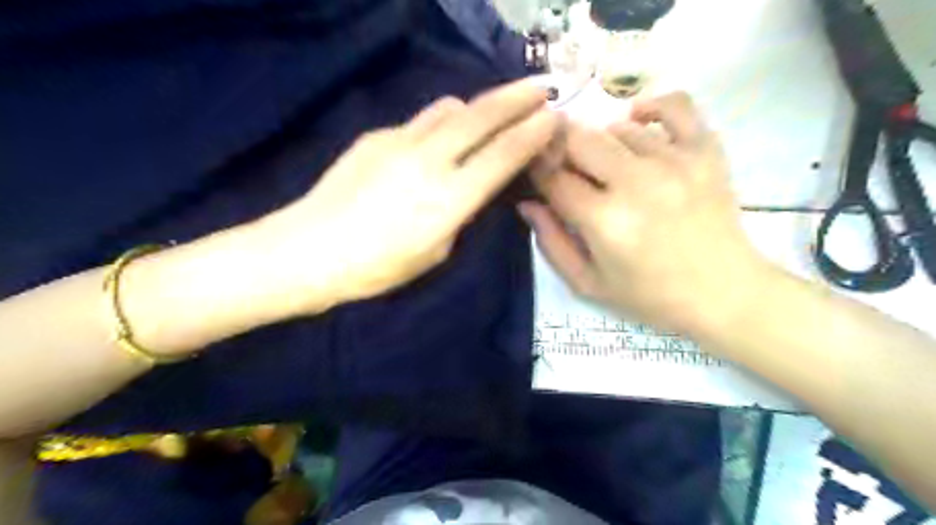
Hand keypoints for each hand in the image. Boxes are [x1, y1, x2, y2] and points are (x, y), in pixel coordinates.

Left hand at [267, 77, 557, 307]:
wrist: (310, 249)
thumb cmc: (378, 267)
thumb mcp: (436, 252)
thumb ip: (460, 213)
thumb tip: (471, 185)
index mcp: (450, 198)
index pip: (503, 154)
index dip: (533, 132)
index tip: (553, 116)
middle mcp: (430, 160)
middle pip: (482, 115)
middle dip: (518, 97)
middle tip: (541, 87)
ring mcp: (400, 141)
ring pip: (450, 108)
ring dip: (477, 107)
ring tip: (490, 112)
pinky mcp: (376, 135)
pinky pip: (420, 122)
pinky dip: (440, 124)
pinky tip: (436, 142)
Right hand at [518, 90, 767, 336]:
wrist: (723, 293)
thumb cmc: (649, 296)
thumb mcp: (587, 284)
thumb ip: (551, 243)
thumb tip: (528, 203)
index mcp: (604, 221)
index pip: (552, 177)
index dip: (536, 170)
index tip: (535, 172)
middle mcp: (636, 182)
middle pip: (578, 139)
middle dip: (560, 148)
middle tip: (566, 166)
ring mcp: (675, 161)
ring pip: (617, 126)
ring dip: (601, 143)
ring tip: (607, 167)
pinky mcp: (706, 151)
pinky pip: (676, 105)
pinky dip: (651, 106)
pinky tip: (638, 122)